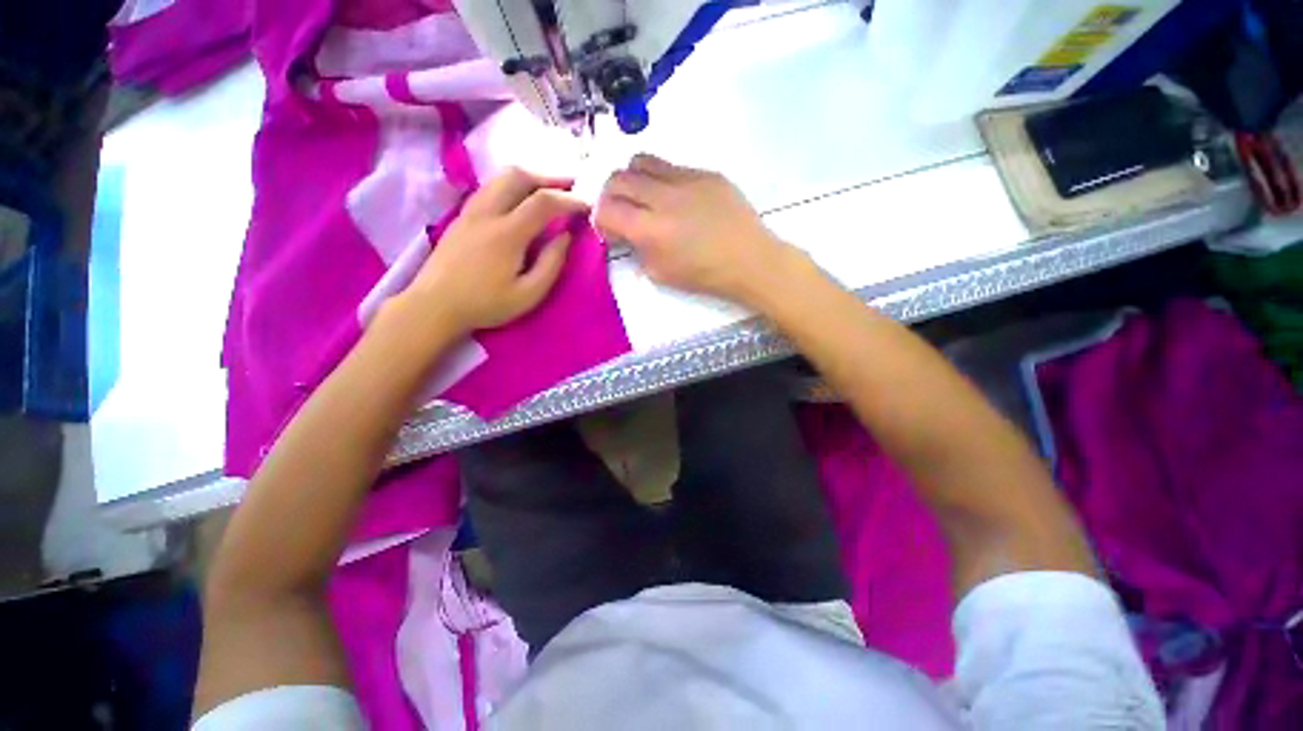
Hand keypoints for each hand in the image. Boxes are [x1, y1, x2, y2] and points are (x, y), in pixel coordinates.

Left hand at [404, 167, 587, 335]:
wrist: (434, 305)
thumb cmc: (486, 304)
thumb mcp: (529, 294)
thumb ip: (551, 263)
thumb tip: (566, 236)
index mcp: (507, 233)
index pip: (543, 202)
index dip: (569, 200)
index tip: (587, 206)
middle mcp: (487, 212)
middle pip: (519, 176)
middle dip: (549, 178)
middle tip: (571, 188)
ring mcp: (471, 210)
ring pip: (501, 177)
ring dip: (530, 178)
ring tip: (550, 191)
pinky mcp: (462, 215)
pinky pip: (491, 187)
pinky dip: (512, 186)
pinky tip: (521, 200)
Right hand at [594, 154, 794, 305]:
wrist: (749, 260)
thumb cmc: (704, 275)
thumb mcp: (660, 274)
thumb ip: (636, 249)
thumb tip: (625, 231)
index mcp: (652, 229)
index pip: (607, 209)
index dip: (600, 218)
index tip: (610, 229)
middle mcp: (664, 197)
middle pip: (617, 178)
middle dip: (610, 196)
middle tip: (621, 212)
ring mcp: (686, 179)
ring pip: (640, 160)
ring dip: (632, 179)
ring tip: (643, 198)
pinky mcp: (705, 172)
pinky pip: (671, 166)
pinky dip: (661, 180)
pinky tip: (675, 199)